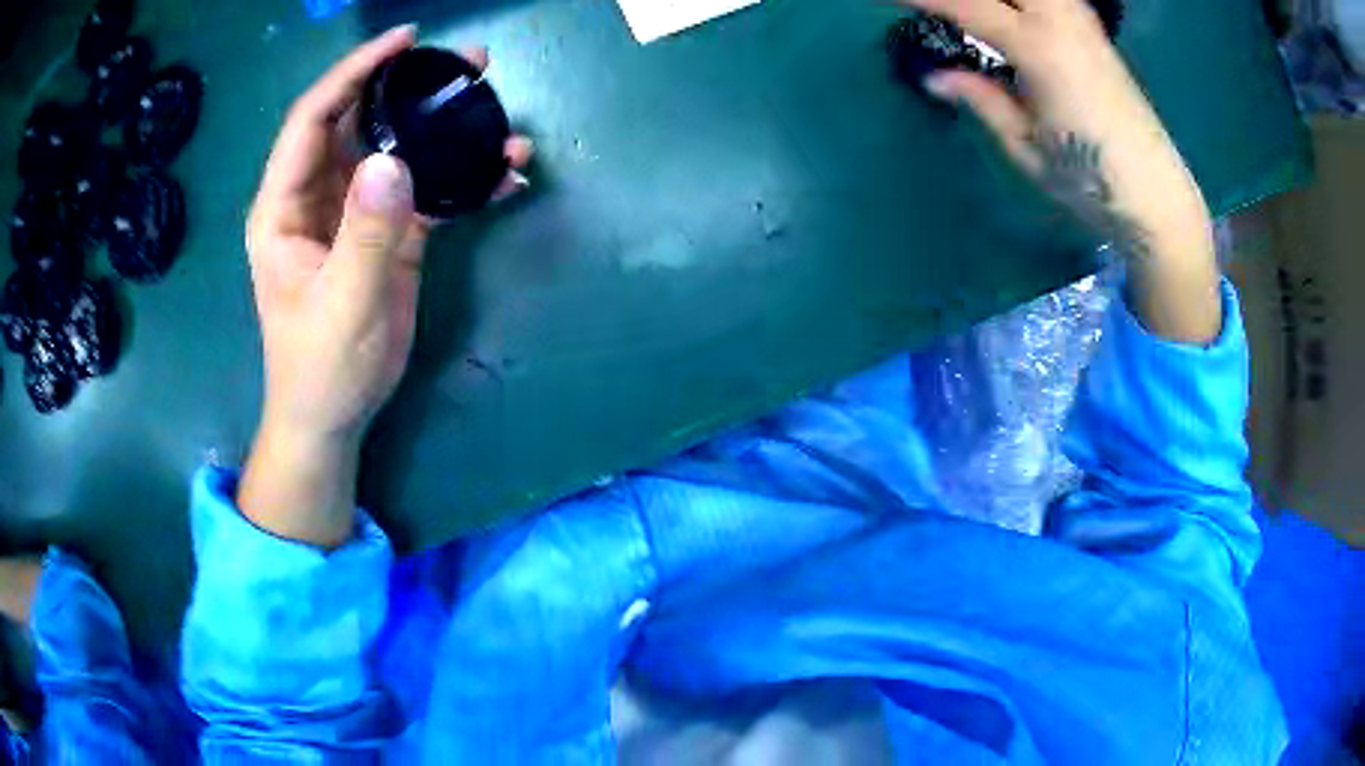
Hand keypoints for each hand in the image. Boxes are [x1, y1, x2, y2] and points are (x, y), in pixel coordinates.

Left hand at [240, 26, 532, 545]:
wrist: (335, 415)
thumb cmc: (321, 367)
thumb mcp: (342, 304)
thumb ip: (366, 234)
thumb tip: (392, 160)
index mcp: (285, 206)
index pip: (313, 119)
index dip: (354, 73)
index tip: (405, 43)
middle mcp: (317, 197)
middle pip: (359, 122)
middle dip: (408, 87)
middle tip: (467, 64)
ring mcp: (355, 213)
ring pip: (396, 149)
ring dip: (442, 128)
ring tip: (494, 108)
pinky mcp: (387, 234)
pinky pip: (423, 189)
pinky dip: (461, 179)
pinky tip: (502, 175)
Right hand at [907, 0, 1221, 343]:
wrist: (1158, 196)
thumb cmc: (1090, 180)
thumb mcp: (1026, 146)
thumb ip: (981, 98)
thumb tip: (936, 75)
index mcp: (1039, 48)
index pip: (965, 3)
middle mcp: (1061, 19)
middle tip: (932, 7)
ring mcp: (1082, 21)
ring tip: (970, 12)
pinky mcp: (1093, 31)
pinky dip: (1024, 0)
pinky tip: (1012, 13)